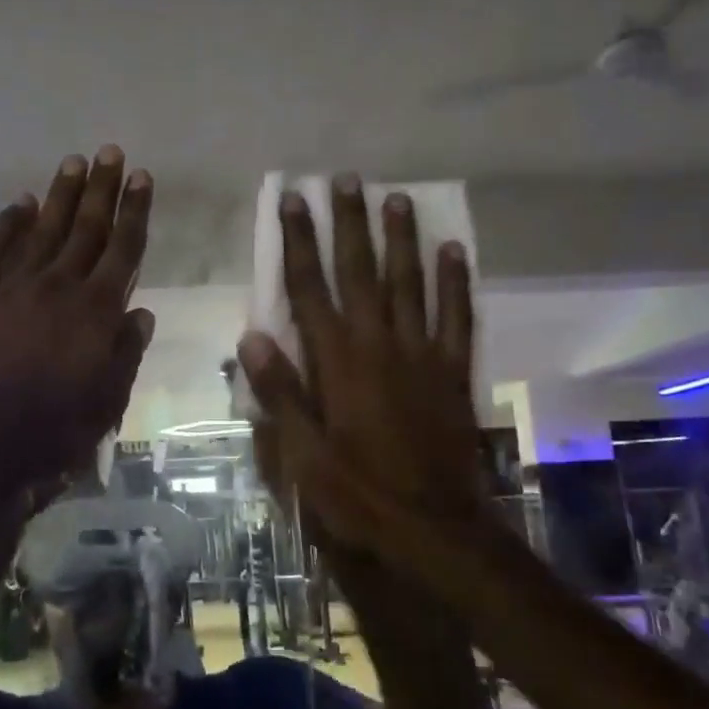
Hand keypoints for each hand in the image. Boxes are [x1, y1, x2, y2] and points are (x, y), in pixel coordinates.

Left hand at [0, 147, 154, 488]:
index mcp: (96, 311)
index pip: (124, 251)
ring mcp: (14, 287)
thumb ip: (126, 353)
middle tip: (111, 152)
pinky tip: (20, 203)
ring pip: (43, 229)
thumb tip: (140, 312)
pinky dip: (7, 223)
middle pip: (86, 229)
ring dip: (60, 194)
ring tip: (74, 162)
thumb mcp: (106, 402)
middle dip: (102, 189)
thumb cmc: (50, 430)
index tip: (143, 179)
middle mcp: (59, 287)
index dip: (135, 213)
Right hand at [240, 175, 484, 554]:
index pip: (309, 288)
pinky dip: (455, 282)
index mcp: (336, 363)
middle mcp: (379, 345)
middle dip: (349, 224)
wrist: (432, 530)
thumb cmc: (356, 495)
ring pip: (410, 283)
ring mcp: (422, 356)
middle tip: (345, 179)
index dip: (298, 242)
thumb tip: (251, 335)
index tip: (292, 200)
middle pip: (360, 272)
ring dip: (400, 239)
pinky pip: (457, 317)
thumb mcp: (302, 455)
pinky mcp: (453, 373)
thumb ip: (279, 393)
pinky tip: (453, 250)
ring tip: (395, 197)